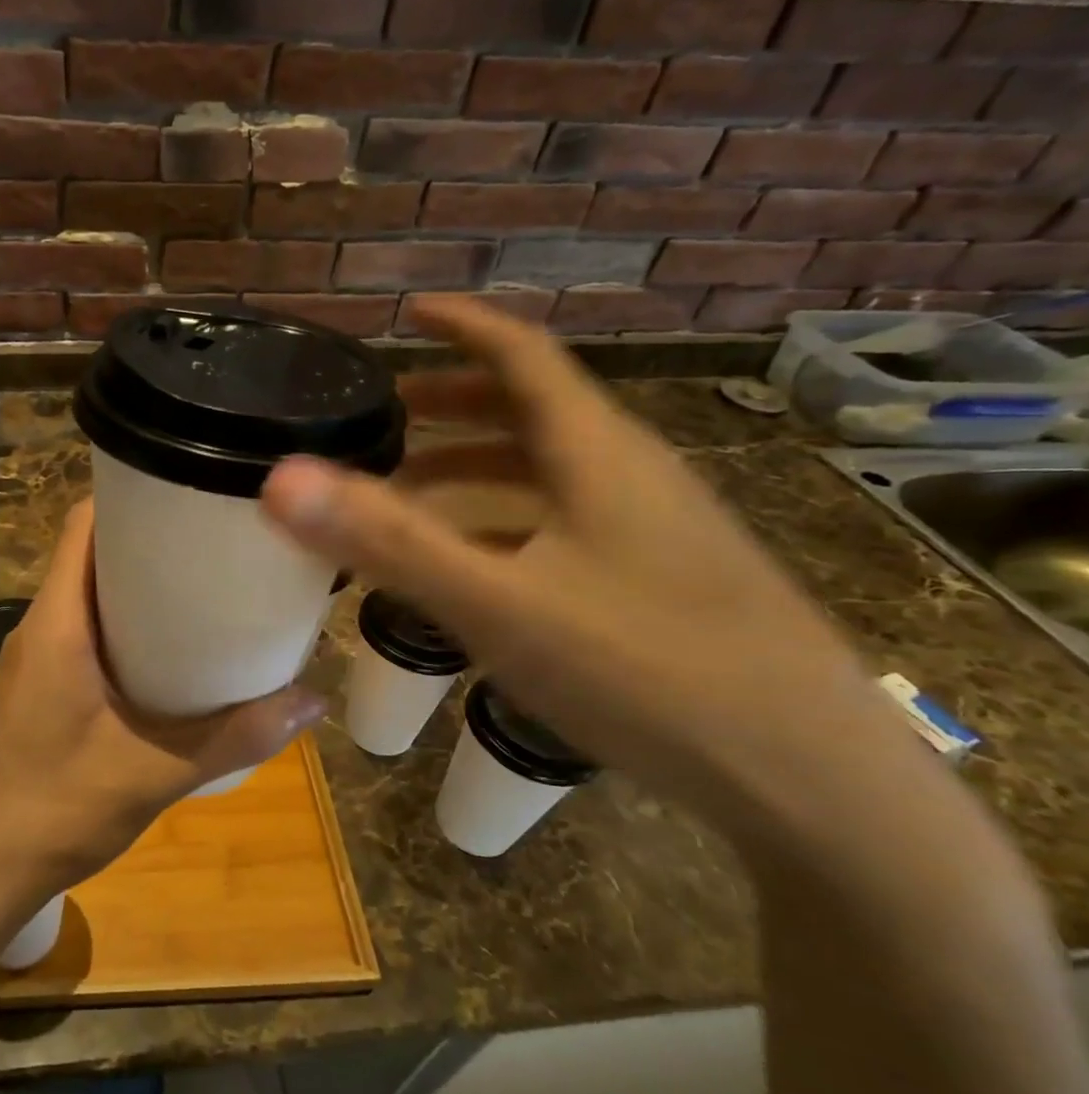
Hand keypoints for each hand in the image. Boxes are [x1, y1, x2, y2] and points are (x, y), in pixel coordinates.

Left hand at [0, 500, 324, 928]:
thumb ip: (234, 736)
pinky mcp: (38, 687)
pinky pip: (83, 631)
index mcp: (57, 623)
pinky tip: (169, 654)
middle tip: (217, 546)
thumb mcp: (154, 774)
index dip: (133, 497)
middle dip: (150, 542)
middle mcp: (41, 626)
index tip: (191, 496)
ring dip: (137, 587)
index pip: (84, 526)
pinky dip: (123, 626)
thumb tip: (311, 700)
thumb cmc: (55, 811)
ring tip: (205, 591)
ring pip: (87, 594)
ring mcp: (35, 658)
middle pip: (91, 555)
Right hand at [257, 294, 916, 823]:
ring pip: (550, 471)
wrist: (809, 780)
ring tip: (414, 489)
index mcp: (596, 455)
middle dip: (457, 402)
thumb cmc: (647, 672)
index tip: (407, 313)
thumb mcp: (500, 605)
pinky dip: (508, 519)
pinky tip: (478, 564)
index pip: (524, 356)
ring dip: (478, 466)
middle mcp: (629, 475)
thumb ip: (390, 542)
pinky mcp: (662, 580)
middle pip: (534, 411)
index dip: (463, 326)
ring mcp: (654, 529)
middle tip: (391, 414)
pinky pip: (566, 521)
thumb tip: (284, 480)